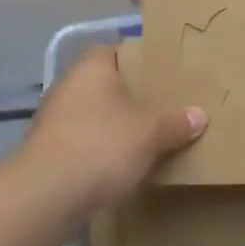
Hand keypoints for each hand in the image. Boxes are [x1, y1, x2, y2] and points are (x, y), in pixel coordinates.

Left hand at [19, 46, 206, 212]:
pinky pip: (77, 140)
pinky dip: (93, 148)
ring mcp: (51, 117)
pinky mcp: (44, 149)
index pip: (114, 51)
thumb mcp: (149, 135)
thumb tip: (200, 115)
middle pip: (101, 83)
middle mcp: (67, 84)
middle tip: (156, 107)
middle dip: (125, 96)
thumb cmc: (101, 146)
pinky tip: (112, 164)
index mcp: (91, 68)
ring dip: (108, 124)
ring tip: (139, 138)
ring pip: (88, 112)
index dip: (136, 60)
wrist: (46, 194)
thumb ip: (175, 124)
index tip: (158, 74)